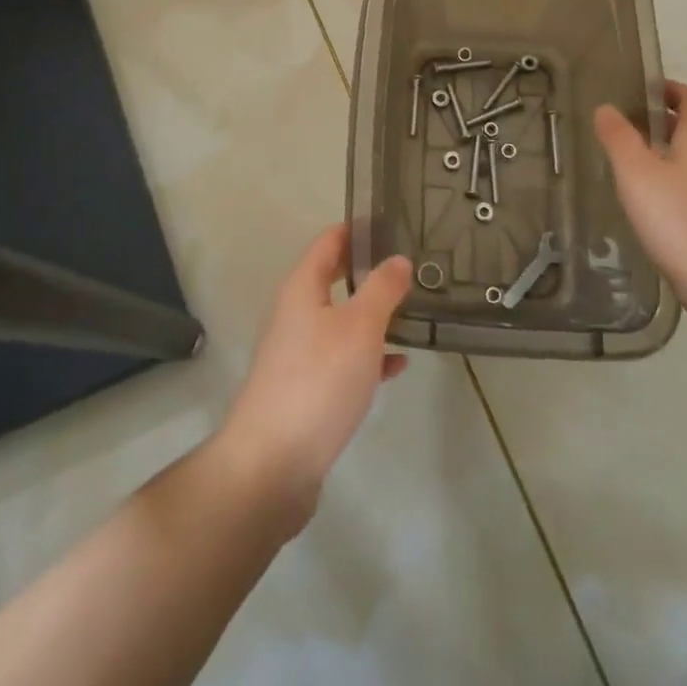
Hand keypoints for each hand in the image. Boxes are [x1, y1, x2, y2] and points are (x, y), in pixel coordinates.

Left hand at [215, 225, 411, 531]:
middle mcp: (296, 314)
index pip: (329, 242)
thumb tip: (398, 259)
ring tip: (414, 310)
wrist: (273, 464)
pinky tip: (397, 365)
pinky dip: (369, 355)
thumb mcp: (360, 327)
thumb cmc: (318, 380)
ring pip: (342, 320)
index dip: (358, 229)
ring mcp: (299, 353)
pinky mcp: (307, 389)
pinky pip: (343, 359)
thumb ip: (382, 289)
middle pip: (334, 279)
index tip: (392, 221)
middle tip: (411, 265)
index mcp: (302, 288)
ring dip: (373, 315)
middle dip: (370, 272)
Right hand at [593, 81, 686, 340]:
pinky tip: (653, 212)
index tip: (636, 92)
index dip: (668, 88)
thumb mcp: (637, 175)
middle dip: (662, 124)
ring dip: (668, 158)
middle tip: (622, 130)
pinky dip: (676, 189)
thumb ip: (619, 138)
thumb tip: (606, 107)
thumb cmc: (682, 223)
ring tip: (631, 171)